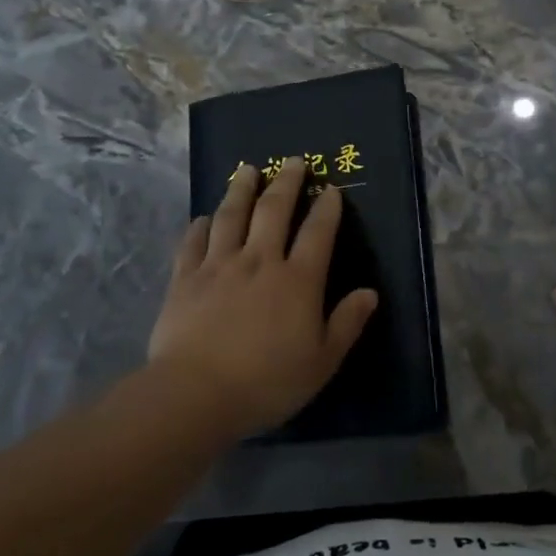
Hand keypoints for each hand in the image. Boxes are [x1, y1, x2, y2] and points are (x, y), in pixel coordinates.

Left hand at [147, 158, 378, 437]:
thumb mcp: (321, 362)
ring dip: (241, 190)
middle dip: (286, 183)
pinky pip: (193, 243)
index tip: (331, 189)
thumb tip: (370, 293)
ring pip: (231, 216)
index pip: (318, 233)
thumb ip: (347, 323)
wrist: (197, 393)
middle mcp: (259, 261)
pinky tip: (202, 218)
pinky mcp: (185, 279)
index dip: (327, 208)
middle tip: (293, 161)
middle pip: (273, 211)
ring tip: (247, 170)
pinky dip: (199, 227)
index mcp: (297, 280)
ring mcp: (218, 266)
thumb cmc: (267, 382)